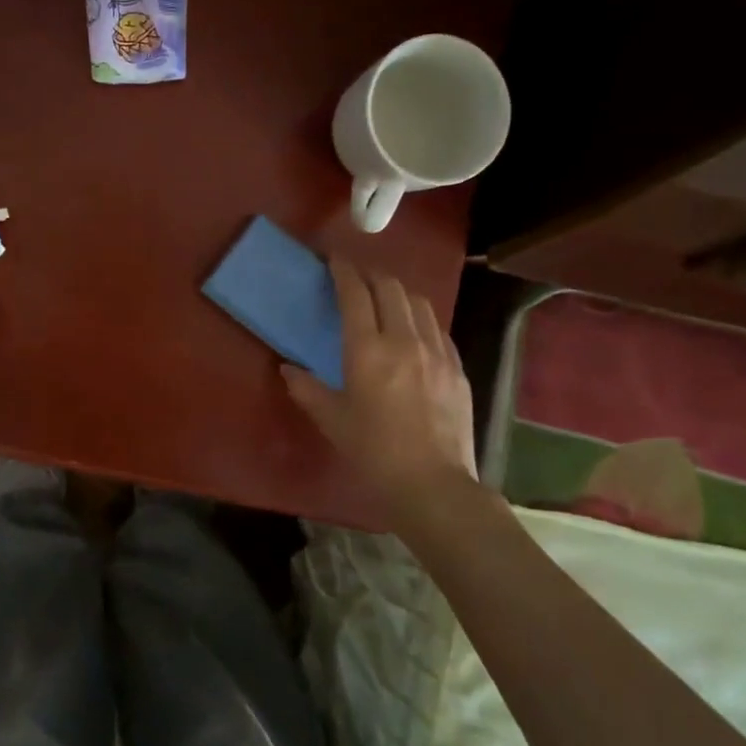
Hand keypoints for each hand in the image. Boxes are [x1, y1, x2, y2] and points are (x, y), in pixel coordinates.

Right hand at [280, 260, 476, 514]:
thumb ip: (307, 389)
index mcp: (368, 350)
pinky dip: (420, 317)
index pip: (355, 294)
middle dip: (370, 274)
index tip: (334, 260)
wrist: (433, 485)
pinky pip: (437, 328)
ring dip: (397, 291)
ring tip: (384, 296)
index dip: (343, 271)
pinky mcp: (457, 368)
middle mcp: (405, 340)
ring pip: (419, 303)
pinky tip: (413, 329)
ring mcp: (437, 352)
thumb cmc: (374, 453)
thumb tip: (288, 369)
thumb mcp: (332, 421)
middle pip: (390, 288)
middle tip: (355, 275)